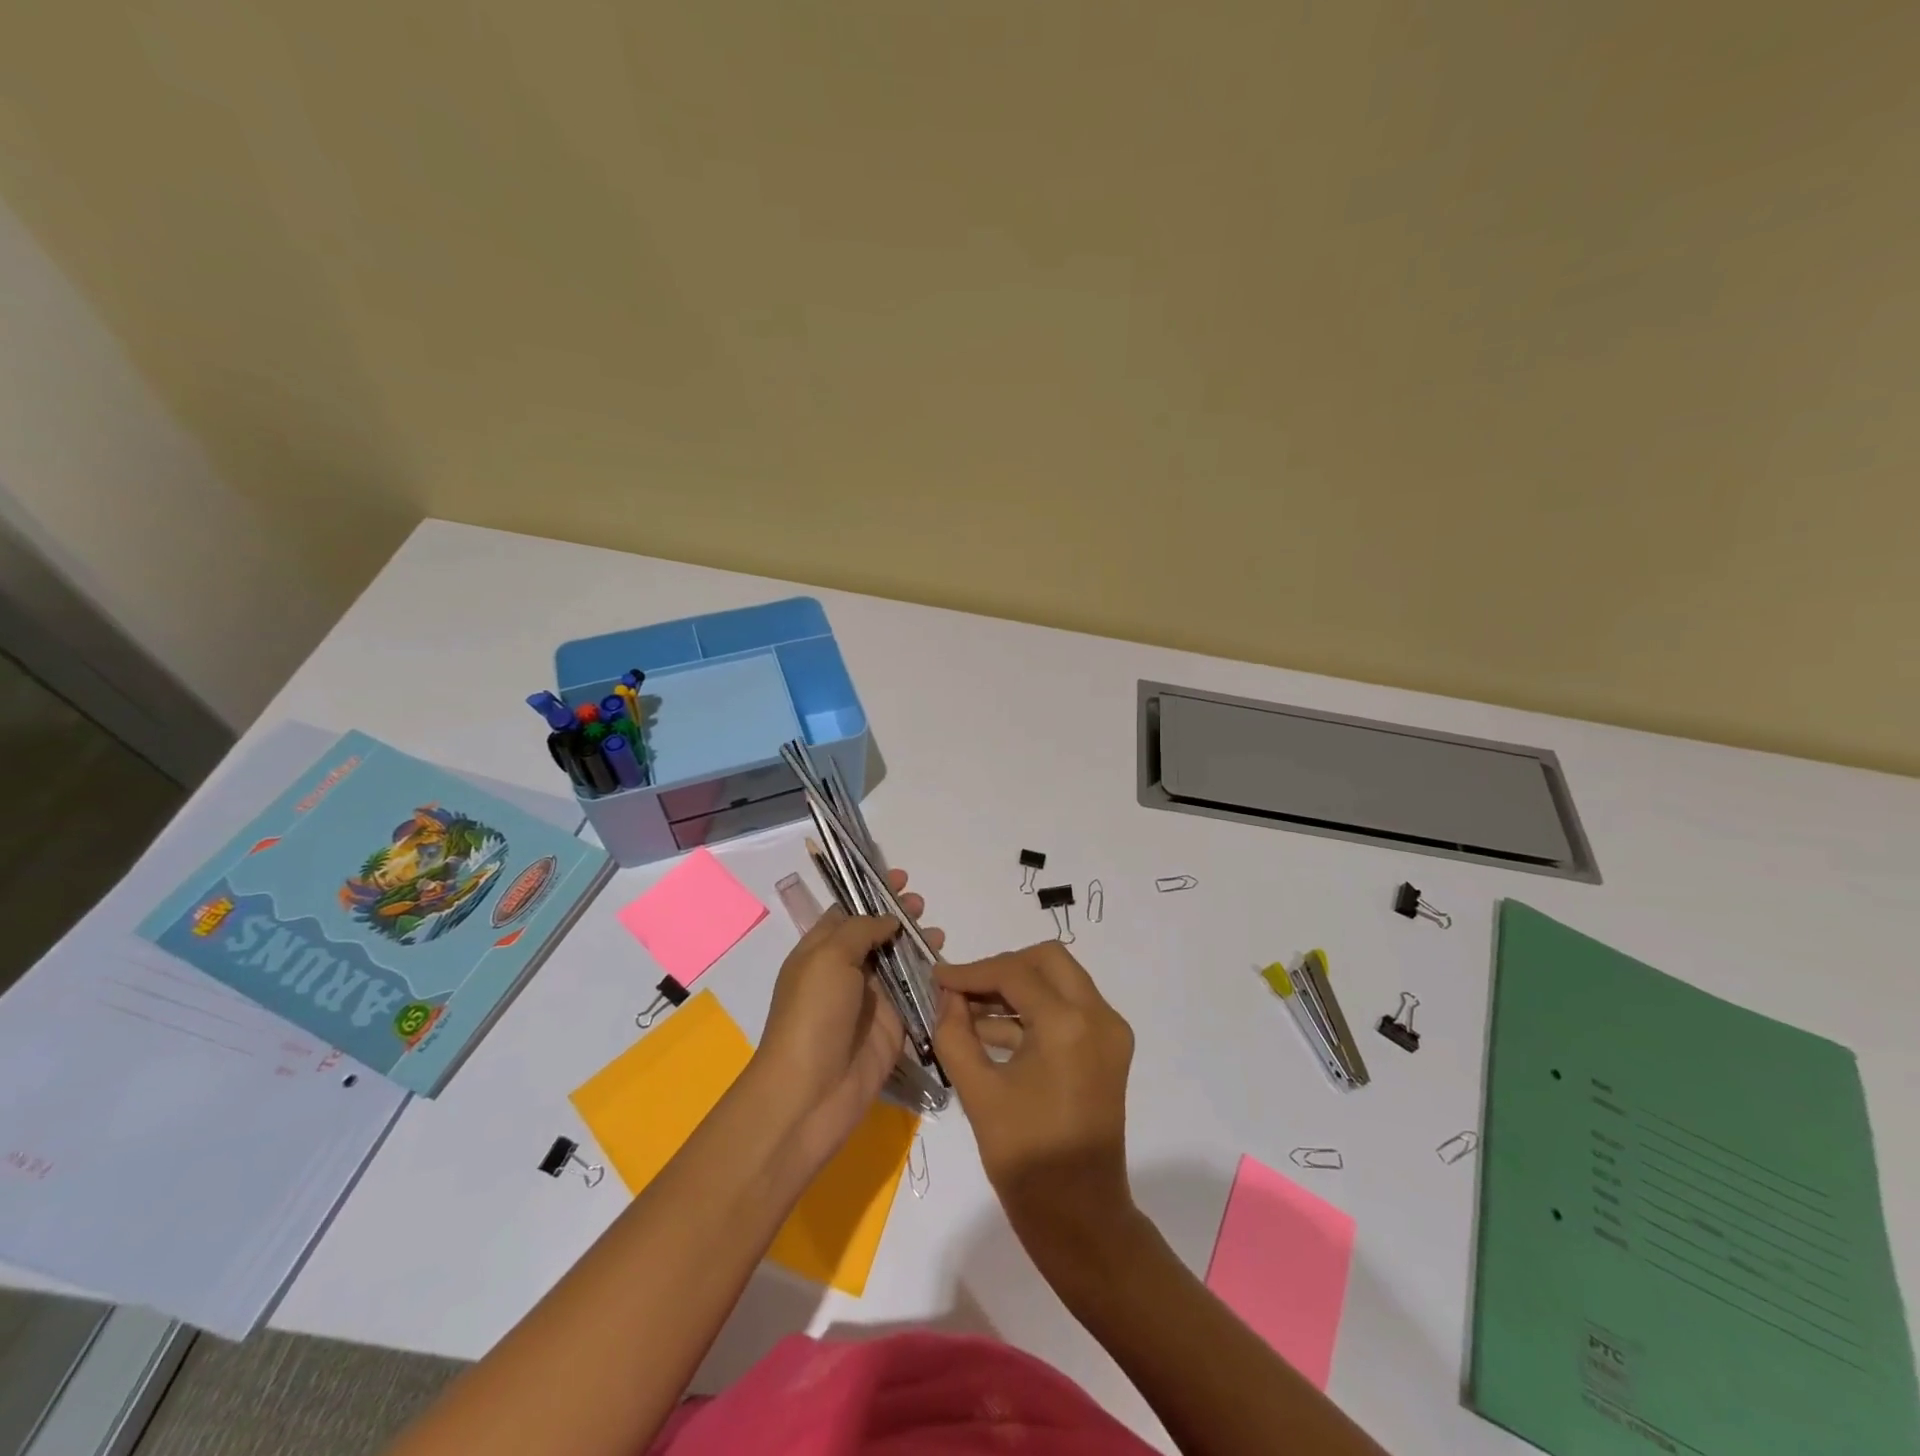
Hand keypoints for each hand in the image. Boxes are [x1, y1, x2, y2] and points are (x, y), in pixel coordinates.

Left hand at [752, 870, 943, 1173]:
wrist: (811, 1093)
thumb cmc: (813, 1015)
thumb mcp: (828, 957)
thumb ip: (861, 929)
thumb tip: (887, 919)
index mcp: (820, 951)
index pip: (848, 912)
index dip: (872, 892)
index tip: (900, 877)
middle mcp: (845, 971)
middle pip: (877, 935)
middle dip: (899, 916)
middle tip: (920, 904)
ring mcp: (870, 1000)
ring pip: (899, 963)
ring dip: (917, 944)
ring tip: (936, 933)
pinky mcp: (893, 1027)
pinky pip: (916, 996)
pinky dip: (931, 980)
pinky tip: (946, 968)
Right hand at [933, 942, 1136, 1265]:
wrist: (1080, 1217)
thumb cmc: (1025, 1159)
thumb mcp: (977, 1092)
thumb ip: (955, 1033)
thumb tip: (947, 996)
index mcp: (1068, 1024)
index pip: (1014, 973)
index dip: (971, 972)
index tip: (937, 977)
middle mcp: (1098, 1016)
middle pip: (1047, 959)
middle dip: (1002, 967)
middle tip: (963, 988)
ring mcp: (1110, 1031)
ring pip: (1061, 980)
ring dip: (1018, 987)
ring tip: (969, 1008)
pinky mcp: (1109, 1048)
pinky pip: (1069, 1007)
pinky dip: (1034, 1009)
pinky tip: (993, 1029)